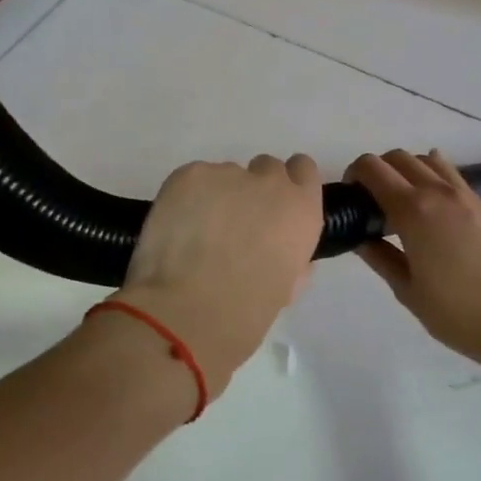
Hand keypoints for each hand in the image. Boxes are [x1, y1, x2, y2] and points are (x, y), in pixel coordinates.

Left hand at [114, 155, 323, 391]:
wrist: (190, 309)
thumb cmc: (247, 313)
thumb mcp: (286, 287)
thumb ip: (290, 256)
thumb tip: (277, 250)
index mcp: (302, 210)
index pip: (303, 170)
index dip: (288, 185)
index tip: (272, 207)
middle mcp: (269, 183)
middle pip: (265, 167)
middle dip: (252, 190)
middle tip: (233, 223)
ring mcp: (227, 174)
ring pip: (225, 175)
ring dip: (216, 196)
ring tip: (196, 233)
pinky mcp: (189, 175)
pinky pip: (193, 179)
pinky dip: (186, 199)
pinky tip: (177, 228)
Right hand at [345, 149, 480, 386]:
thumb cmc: (458, 314)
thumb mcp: (408, 291)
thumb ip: (380, 257)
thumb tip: (361, 237)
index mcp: (413, 211)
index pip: (372, 168)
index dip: (354, 175)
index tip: (349, 197)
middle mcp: (439, 192)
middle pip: (399, 157)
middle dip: (378, 171)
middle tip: (371, 203)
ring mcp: (467, 195)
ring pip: (428, 160)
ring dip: (407, 171)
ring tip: (403, 204)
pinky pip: (451, 175)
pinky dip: (433, 178)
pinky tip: (432, 208)